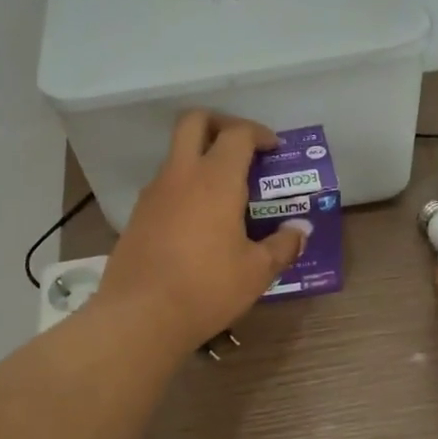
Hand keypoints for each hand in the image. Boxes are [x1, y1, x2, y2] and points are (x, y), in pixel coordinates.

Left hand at [100, 111, 305, 346]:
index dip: (258, 133)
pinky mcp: (137, 215)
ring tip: (224, 191)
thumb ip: (282, 246)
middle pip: (194, 122)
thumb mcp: (256, 271)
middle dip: (220, 124)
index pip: (238, 134)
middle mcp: (181, 175)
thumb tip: (300, 232)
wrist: (139, 316)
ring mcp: (154, 193)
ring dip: (200, 157)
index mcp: (216, 179)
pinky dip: (184, 186)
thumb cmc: (207, 288)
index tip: (273, 149)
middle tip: (241, 148)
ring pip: (176, 154)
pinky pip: (165, 184)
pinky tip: (199, 220)